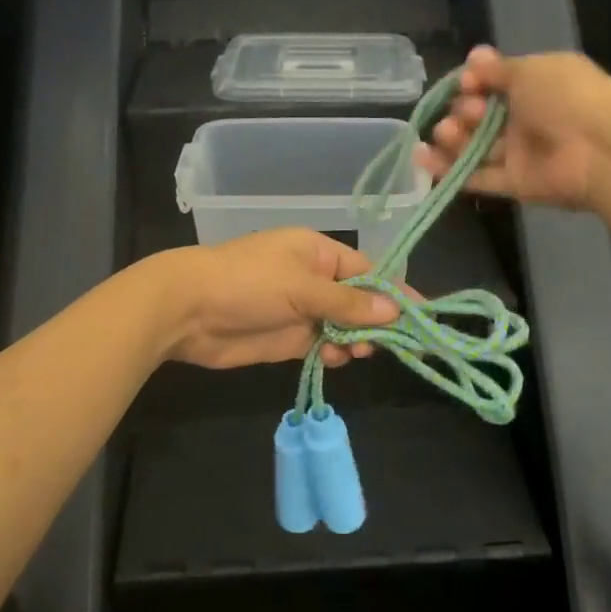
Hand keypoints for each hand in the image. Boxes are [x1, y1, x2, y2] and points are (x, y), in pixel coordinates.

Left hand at [157, 229, 400, 370]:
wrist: (188, 310)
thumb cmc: (248, 283)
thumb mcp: (303, 287)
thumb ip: (348, 303)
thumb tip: (394, 310)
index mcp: (317, 252)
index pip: (367, 271)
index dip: (395, 292)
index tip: (423, 315)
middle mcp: (312, 278)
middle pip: (358, 301)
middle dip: (376, 321)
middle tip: (394, 344)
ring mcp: (299, 309)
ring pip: (342, 326)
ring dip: (355, 340)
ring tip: (360, 352)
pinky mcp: (286, 338)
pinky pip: (321, 345)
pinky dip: (333, 353)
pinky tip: (335, 359)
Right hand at [414, 46, 610, 211]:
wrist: (601, 148)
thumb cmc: (567, 97)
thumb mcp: (530, 70)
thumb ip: (498, 69)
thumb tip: (474, 57)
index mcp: (537, 85)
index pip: (494, 82)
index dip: (474, 81)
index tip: (466, 82)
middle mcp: (528, 118)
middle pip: (481, 115)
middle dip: (464, 109)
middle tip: (468, 111)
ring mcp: (521, 153)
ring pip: (476, 147)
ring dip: (452, 137)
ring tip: (444, 133)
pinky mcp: (516, 184)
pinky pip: (477, 177)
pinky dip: (449, 169)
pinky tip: (422, 158)